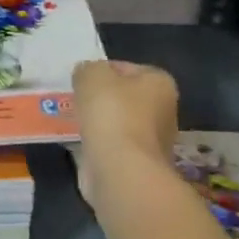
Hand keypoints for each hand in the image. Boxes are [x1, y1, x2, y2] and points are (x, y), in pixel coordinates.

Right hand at [72, 59, 180, 205]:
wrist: (120, 170)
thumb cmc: (112, 112)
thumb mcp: (91, 74)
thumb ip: (88, 69)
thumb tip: (86, 76)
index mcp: (160, 83)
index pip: (127, 68)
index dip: (102, 70)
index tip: (83, 80)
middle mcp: (164, 112)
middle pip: (125, 98)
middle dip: (102, 99)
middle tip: (76, 99)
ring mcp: (153, 143)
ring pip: (118, 124)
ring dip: (98, 123)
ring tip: (74, 121)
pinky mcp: (138, 166)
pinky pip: (112, 147)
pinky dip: (97, 145)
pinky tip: (79, 143)